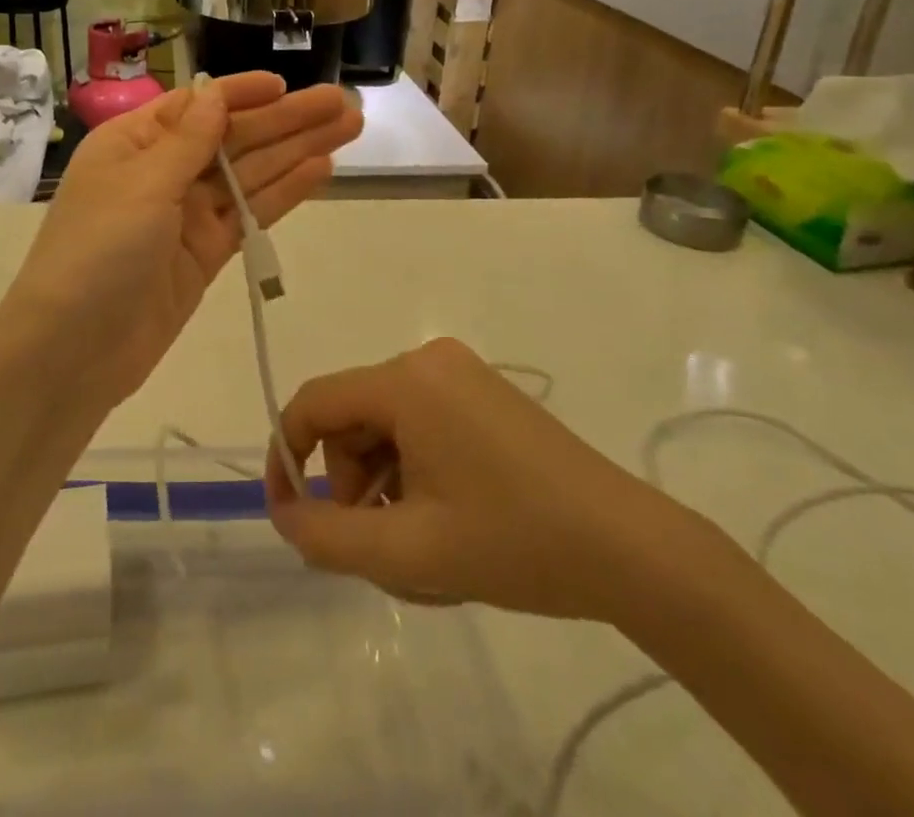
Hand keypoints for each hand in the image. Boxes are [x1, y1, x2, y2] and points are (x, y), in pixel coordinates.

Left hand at [3, 72, 361, 407]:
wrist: (73, 351)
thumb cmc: (97, 251)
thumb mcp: (141, 185)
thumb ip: (188, 140)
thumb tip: (215, 93)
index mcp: (134, 143)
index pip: (197, 106)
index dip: (243, 94)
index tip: (286, 84)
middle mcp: (162, 172)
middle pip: (234, 138)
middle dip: (287, 120)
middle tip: (343, 104)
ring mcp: (187, 215)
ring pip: (250, 174)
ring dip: (298, 151)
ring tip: (349, 128)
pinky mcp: (207, 253)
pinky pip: (251, 213)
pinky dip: (284, 192)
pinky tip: (322, 170)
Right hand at [265, 339, 689, 622]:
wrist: (629, 548)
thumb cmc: (514, 542)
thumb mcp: (408, 551)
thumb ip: (328, 536)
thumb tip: (284, 515)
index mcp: (407, 381)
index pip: (315, 402)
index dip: (288, 454)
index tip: (288, 512)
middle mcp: (428, 361)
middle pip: (354, 415)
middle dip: (348, 479)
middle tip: (376, 542)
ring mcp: (462, 374)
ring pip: (387, 424)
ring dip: (382, 481)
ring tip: (417, 541)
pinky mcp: (484, 393)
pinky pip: (421, 423)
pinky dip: (413, 468)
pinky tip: (444, 518)